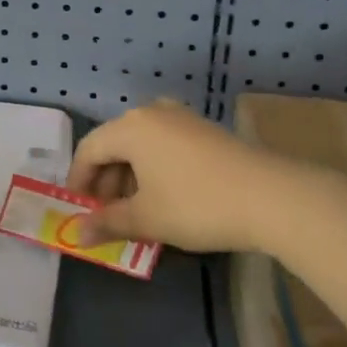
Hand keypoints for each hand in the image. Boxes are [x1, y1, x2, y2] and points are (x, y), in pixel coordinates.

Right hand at [66, 101, 329, 255]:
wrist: (271, 197)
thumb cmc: (196, 205)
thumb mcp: (146, 219)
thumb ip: (107, 222)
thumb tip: (76, 233)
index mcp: (131, 127)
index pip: (89, 150)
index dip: (78, 182)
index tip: (79, 212)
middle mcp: (153, 112)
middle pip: (115, 145)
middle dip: (106, 183)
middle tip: (108, 218)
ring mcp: (182, 118)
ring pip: (141, 146)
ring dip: (131, 179)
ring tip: (138, 214)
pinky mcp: (204, 130)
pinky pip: (164, 146)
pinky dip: (154, 170)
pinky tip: (166, 199)